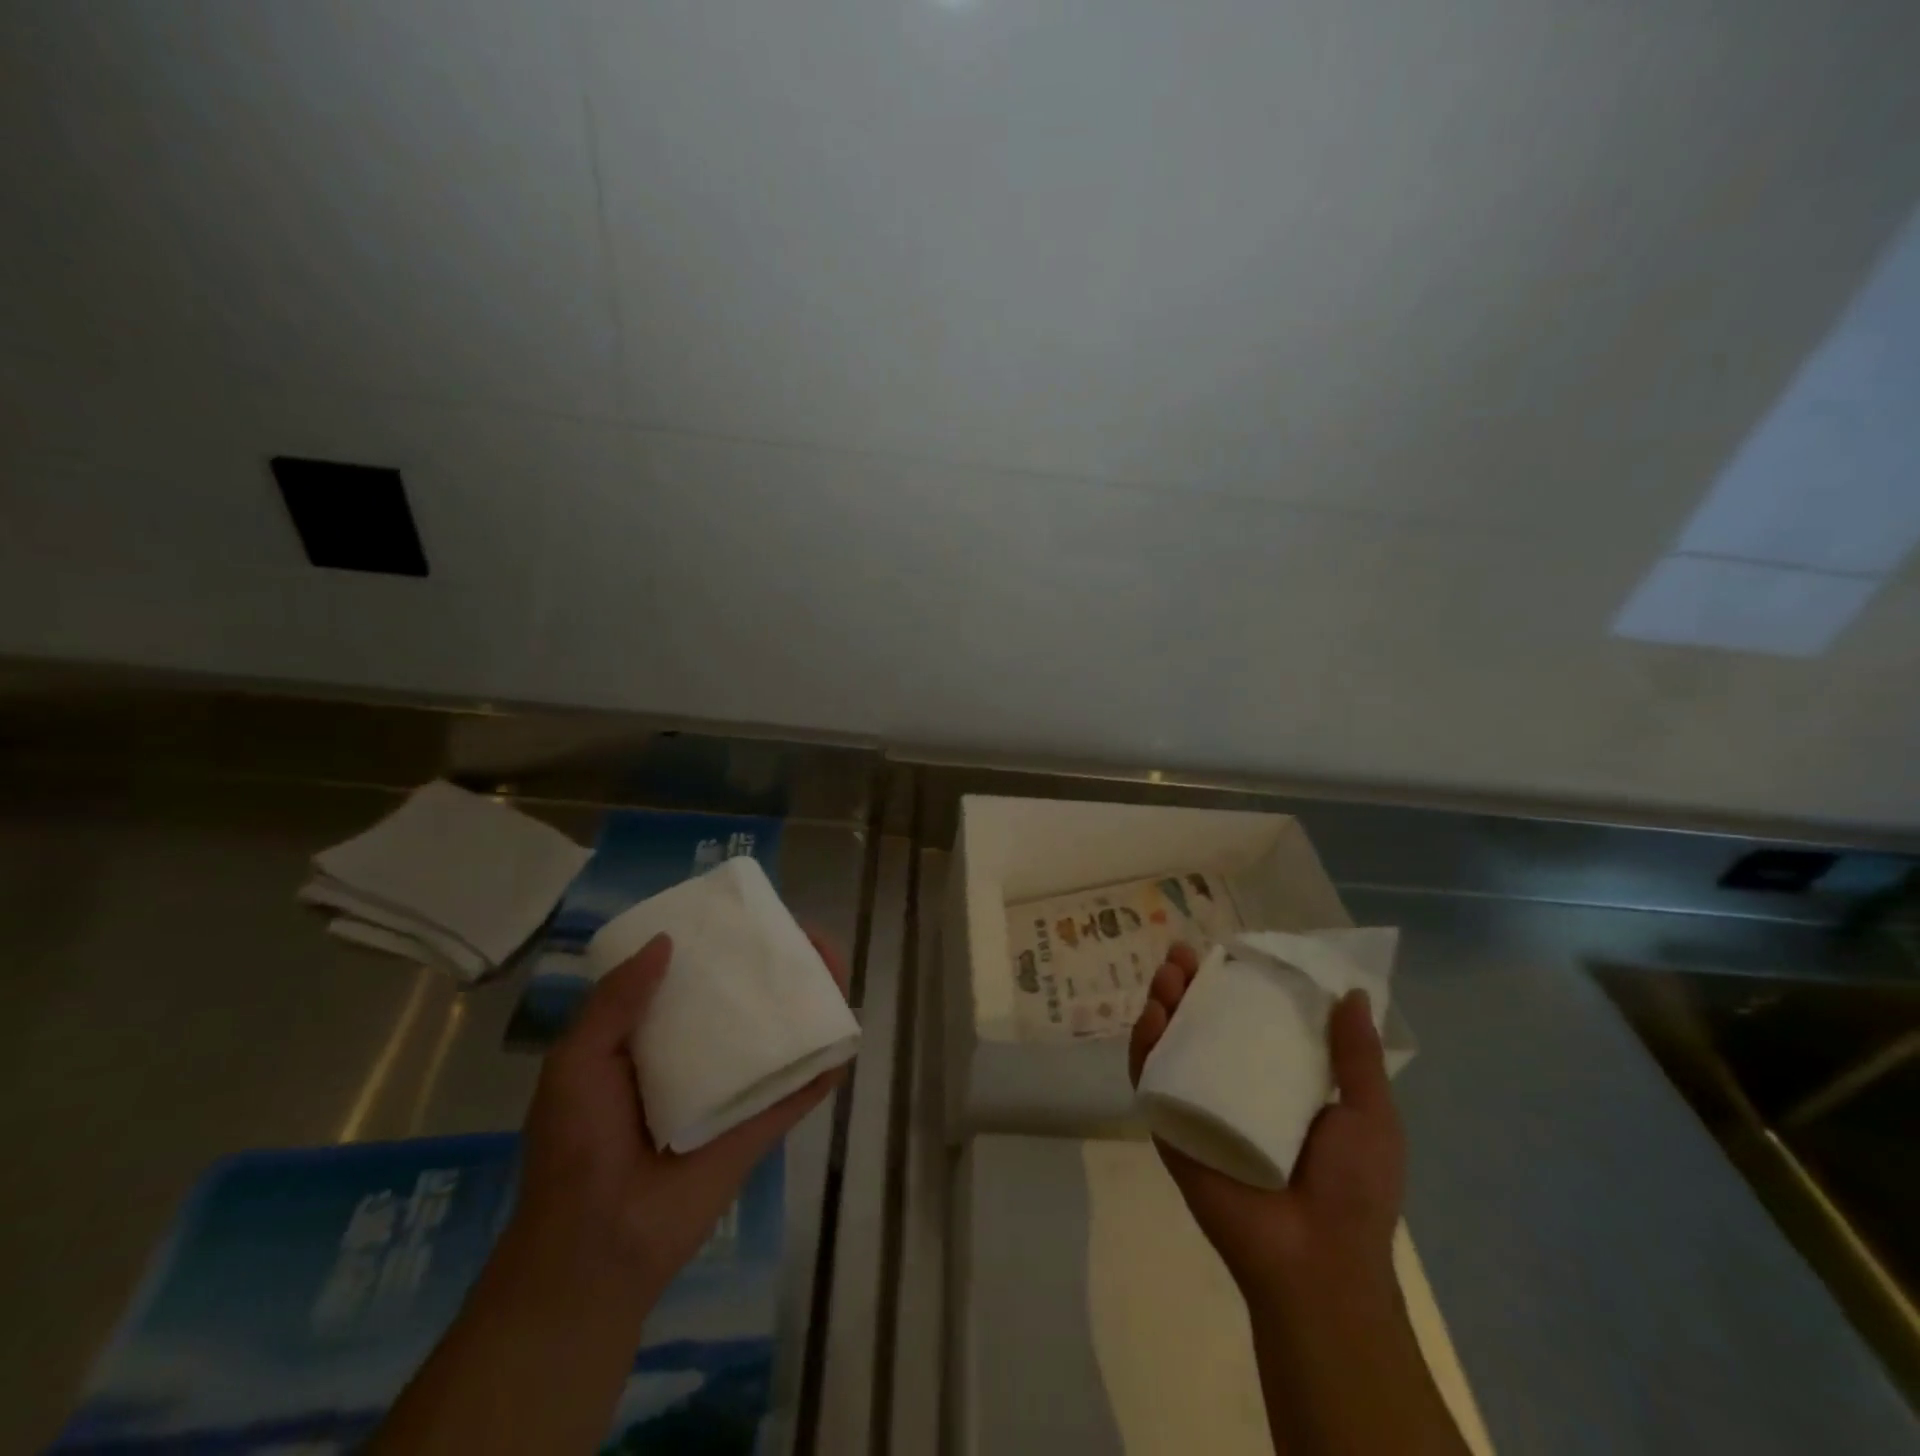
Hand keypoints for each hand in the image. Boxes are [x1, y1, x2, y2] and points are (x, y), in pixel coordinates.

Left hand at [510, 930, 850, 1309]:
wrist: (595, 1250)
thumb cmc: (576, 1149)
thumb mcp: (576, 1063)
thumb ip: (614, 1002)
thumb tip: (667, 941)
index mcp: (651, 1037)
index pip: (692, 977)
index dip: (719, 943)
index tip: (745, 916)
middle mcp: (698, 1056)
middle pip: (744, 998)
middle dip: (774, 965)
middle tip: (802, 939)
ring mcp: (734, 1091)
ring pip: (779, 1035)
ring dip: (808, 1002)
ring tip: (831, 967)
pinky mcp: (761, 1126)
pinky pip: (800, 1088)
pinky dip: (825, 1062)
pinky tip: (844, 1030)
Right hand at [1128, 942, 1404, 1304]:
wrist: (1317, 1261)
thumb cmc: (1352, 1188)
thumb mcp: (1370, 1114)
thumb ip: (1357, 1056)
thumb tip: (1350, 993)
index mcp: (1274, 1081)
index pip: (1244, 1019)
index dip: (1231, 983)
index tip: (1225, 953)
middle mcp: (1230, 1086)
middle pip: (1198, 1022)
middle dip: (1186, 985)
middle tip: (1181, 957)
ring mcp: (1196, 1105)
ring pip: (1168, 1043)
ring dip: (1160, 1004)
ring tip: (1165, 977)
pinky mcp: (1170, 1126)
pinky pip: (1150, 1080)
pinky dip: (1143, 1046)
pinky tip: (1150, 1018)